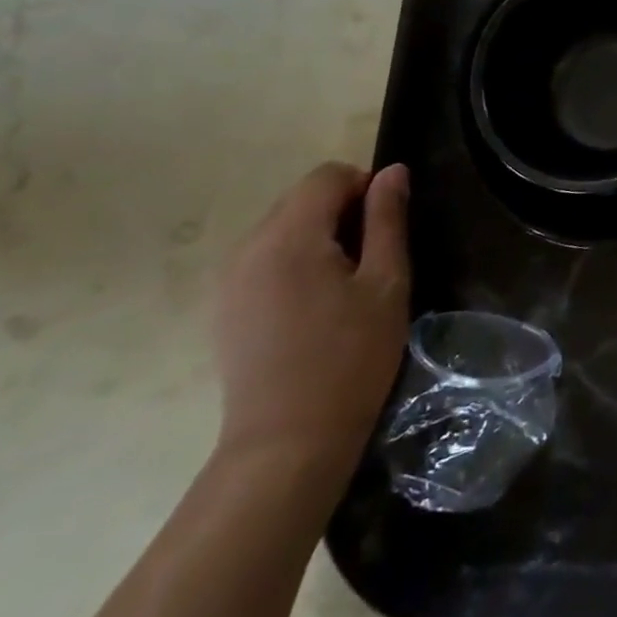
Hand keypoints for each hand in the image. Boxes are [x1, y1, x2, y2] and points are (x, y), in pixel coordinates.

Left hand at [213, 162, 410, 478]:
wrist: (286, 445)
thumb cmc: (350, 358)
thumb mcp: (386, 283)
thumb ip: (388, 219)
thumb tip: (393, 171)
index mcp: (289, 236)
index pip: (328, 176)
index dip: (365, 189)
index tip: (385, 232)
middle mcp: (248, 247)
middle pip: (302, 198)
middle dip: (342, 213)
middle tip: (371, 262)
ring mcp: (228, 279)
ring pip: (283, 228)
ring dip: (319, 239)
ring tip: (344, 288)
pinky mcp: (224, 307)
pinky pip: (265, 259)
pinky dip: (295, 263)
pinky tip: (313, 308)